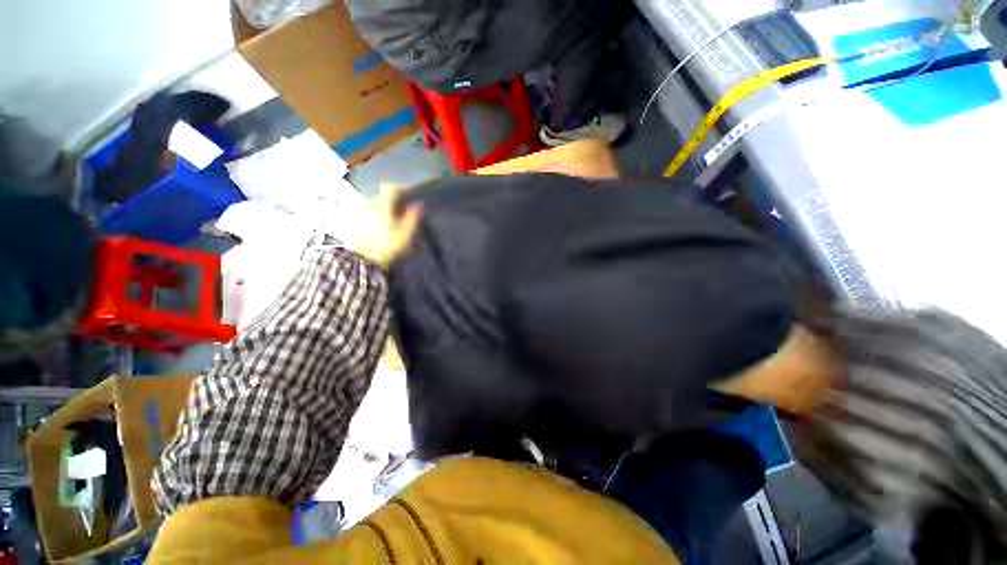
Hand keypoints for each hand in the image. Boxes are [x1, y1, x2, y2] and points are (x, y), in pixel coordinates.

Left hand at [353, 184, 422, 268]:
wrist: (362, 260)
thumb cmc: (388, 246)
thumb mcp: (406, 233)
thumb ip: (413, 217)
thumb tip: (419, 204)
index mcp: (384, 204)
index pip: (393, 189)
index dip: (403, 191)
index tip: (410, 198)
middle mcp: (370, 203)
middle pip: (383, 196)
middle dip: (394, 202)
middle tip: (403, 213)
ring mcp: (360, 212)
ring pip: (375, 205)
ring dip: (384, 210)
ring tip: (392, 223)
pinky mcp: (354, 222)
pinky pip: (367, 214)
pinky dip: (375, 217)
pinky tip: (379, 230)